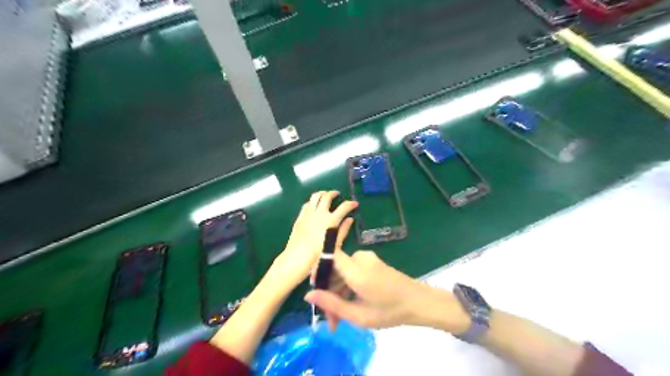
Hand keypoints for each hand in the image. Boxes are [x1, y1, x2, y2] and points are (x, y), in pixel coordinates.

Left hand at [269, 190, 358, 290]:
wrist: (298, 257)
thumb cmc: (319, 254)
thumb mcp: (335, 244)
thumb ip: (343, 230)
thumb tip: (350, 219)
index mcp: (331, 220)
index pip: (344, 207)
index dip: (350, 204)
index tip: (354, 203)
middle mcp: (320, 213)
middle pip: (327, 197)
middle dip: (333, 193)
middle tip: (337, 194)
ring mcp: (308, 214)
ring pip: (315, 196)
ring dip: (322, 193)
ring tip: (325, 195)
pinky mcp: (300, 217)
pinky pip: (306, 204)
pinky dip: (312, 201)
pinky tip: (313, 204)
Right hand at [306, 249, 466, 330]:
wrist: (418, 302)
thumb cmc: (390, 311)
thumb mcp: (359, 315)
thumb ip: (332, 304)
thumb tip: (308, 295)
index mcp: (356, 269)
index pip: (328, 257)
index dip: (317, 270)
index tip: (314, 292)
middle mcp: (360, 258)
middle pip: (334, 269)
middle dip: (329, 292)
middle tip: (331, 319)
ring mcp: (367, 259)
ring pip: (343, 272)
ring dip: (338, 292)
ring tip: (339, 319)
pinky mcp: (372, 263)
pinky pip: (352, 271)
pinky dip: (348, 286)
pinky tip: (350, 305)